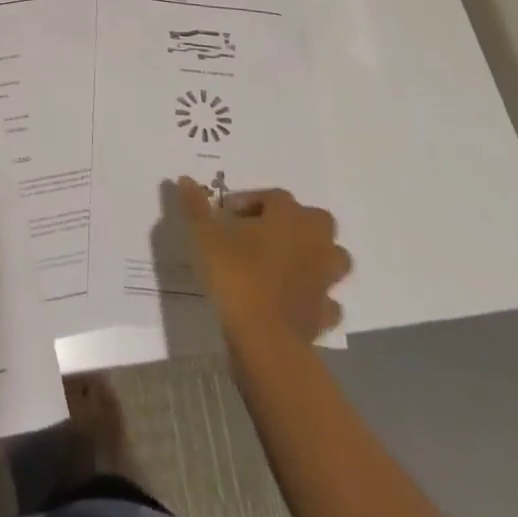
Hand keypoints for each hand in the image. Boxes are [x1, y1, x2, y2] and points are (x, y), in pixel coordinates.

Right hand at [176, 178, 350, 343]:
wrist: (264, 337)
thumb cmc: (236, 275)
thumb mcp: (205, 235)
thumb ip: (196, 206)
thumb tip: (184, 179)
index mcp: (288, 215)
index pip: (274, 196)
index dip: (251, 202)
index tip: (228, 215)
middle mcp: (314, 240)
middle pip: (316, 220)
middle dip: (296, 222)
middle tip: (265, 233)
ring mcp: (325, 278)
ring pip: (333, 257)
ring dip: (316, 256)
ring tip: (286, 263)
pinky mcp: (326, 312)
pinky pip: (328, 299)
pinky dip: (317, 297)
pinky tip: (296, 300)